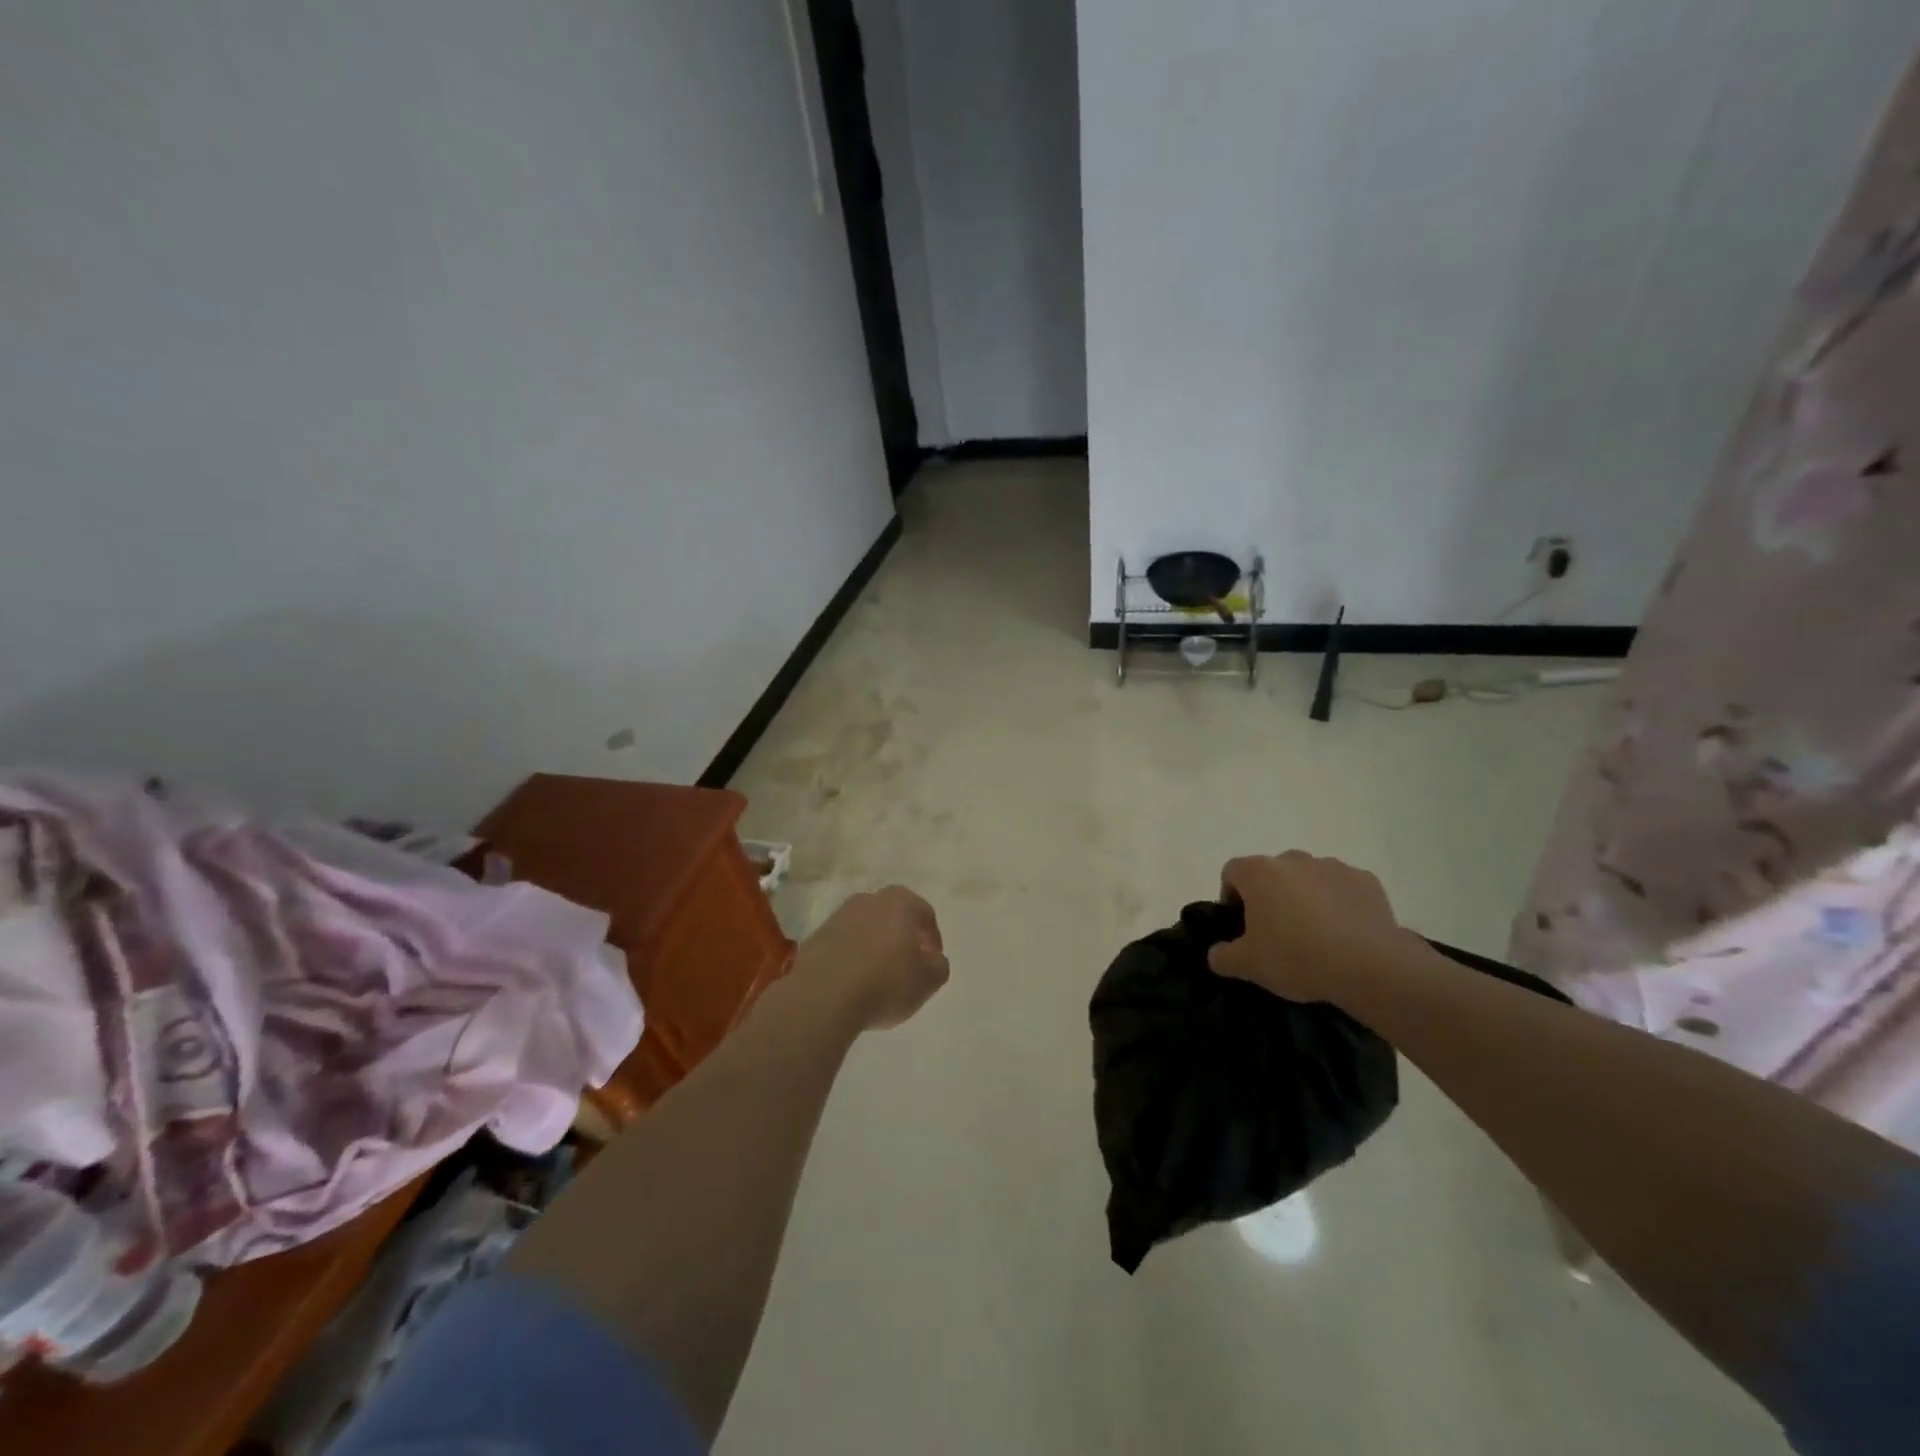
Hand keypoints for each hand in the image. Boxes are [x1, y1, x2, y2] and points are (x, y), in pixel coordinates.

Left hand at [792, 885, 948, 1031]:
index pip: (925, 914)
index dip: (933, 938)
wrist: (822, 996)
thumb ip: (938, 966)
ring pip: (866, 928)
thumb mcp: (928, 980)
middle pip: (893, 916)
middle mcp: (868, 900)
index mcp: (900, 902)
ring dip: (874, 945)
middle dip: (902, 937)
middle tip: (908, 963)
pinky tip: (853, 981)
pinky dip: (851, 957)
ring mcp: (838, 916)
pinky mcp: (816, 937)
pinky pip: (843, 944)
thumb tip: (933, 959)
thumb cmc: (885, 982)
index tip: (933, 960)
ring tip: (878, 975)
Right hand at [1209, 852, 1421, 1003]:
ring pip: (1308, 879)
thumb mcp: (1247, 966)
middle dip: (1271, 897)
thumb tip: (1217, 952)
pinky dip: (1340, 904)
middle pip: (1272, 873)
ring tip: (1317, 936)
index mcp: (1258, 872)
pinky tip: (1346, 934)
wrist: (1369, 966)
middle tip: (1279, 934)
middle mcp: (1292, 859)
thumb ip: (1222, 956)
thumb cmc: (1296, 957)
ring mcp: (1332, 866)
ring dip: (1306, 898)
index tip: (1242, 926)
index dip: (1231, 897)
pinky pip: (1343, 888)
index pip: (1232, 872)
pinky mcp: (1366, 880)